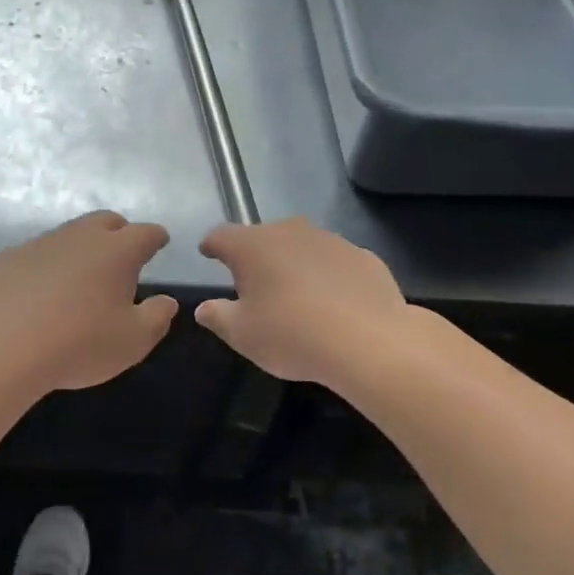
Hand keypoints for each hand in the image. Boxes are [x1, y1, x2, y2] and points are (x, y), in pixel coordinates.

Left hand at [0, 212, 178, 392]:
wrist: (1, 346)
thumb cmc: (78, 344)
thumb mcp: (133, 341)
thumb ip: (157, 317)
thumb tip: (167, 301)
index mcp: (117, 251)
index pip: (146, 233)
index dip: (156, 238)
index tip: (160, 243)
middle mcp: (80, 236)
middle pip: (107, 221)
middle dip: (120, 232)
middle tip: (122, 256)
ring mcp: (41, 243)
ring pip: (69, 234)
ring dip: (81, 248)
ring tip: (81, 276)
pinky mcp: (8, 257)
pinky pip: (37, 254)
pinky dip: (47, 265)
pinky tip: (40, 291)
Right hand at [195, 218, 408, 385]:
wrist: (369, 341)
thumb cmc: (292, 335)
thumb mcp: (242, 335)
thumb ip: (218, 317)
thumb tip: (204, 309)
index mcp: (252, 246)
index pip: (221, 236)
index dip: (212, 245)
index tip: (208, 253)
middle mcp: (289, 232)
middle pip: (263, 238)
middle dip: (255, 256)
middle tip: (254, 285)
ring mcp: (330, 240)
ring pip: (302, 247)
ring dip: (294, 263)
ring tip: (297, 295)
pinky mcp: (363, 256)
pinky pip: (335, 262)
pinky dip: (329, 276)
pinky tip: (334, 303)